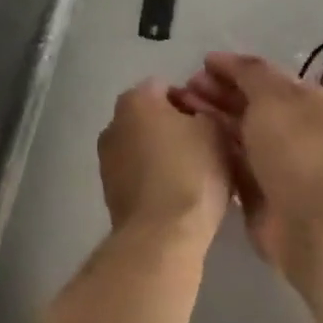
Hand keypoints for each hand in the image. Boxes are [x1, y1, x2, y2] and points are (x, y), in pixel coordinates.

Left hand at [97, 78, 233, 246]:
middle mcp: (113, 122)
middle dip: (176, 126)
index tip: (212, 122)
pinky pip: (138, 173)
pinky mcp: (109, 191)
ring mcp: (107, 159)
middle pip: (152, 116)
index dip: (193, 101)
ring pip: (144, 145)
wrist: (162, 236)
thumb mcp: (216, 131)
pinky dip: (155, 177)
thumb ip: (208, 112)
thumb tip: (199, 116)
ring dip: (164, 153)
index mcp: (135, 99)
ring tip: (194, 175)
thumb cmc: (192, 171)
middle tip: (206, 147)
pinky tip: (178, 194)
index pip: (167, 87)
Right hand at [171, 53, 322, 280]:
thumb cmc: (296, 148)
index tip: (202, 64)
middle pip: (251, 105)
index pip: (267, 78)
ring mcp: (278, 164)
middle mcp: (296, 131)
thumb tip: (228, 60)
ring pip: (239, 133)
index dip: (235, 69)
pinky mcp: (260, 193)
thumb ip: (250, 73)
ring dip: (211, 118)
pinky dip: (213, 150)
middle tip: (184, 86)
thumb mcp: (273, 96)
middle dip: (218, 93)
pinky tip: (189, 140)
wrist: (311, 223)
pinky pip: (233, 164)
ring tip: (179, 108)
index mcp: (309, 103)